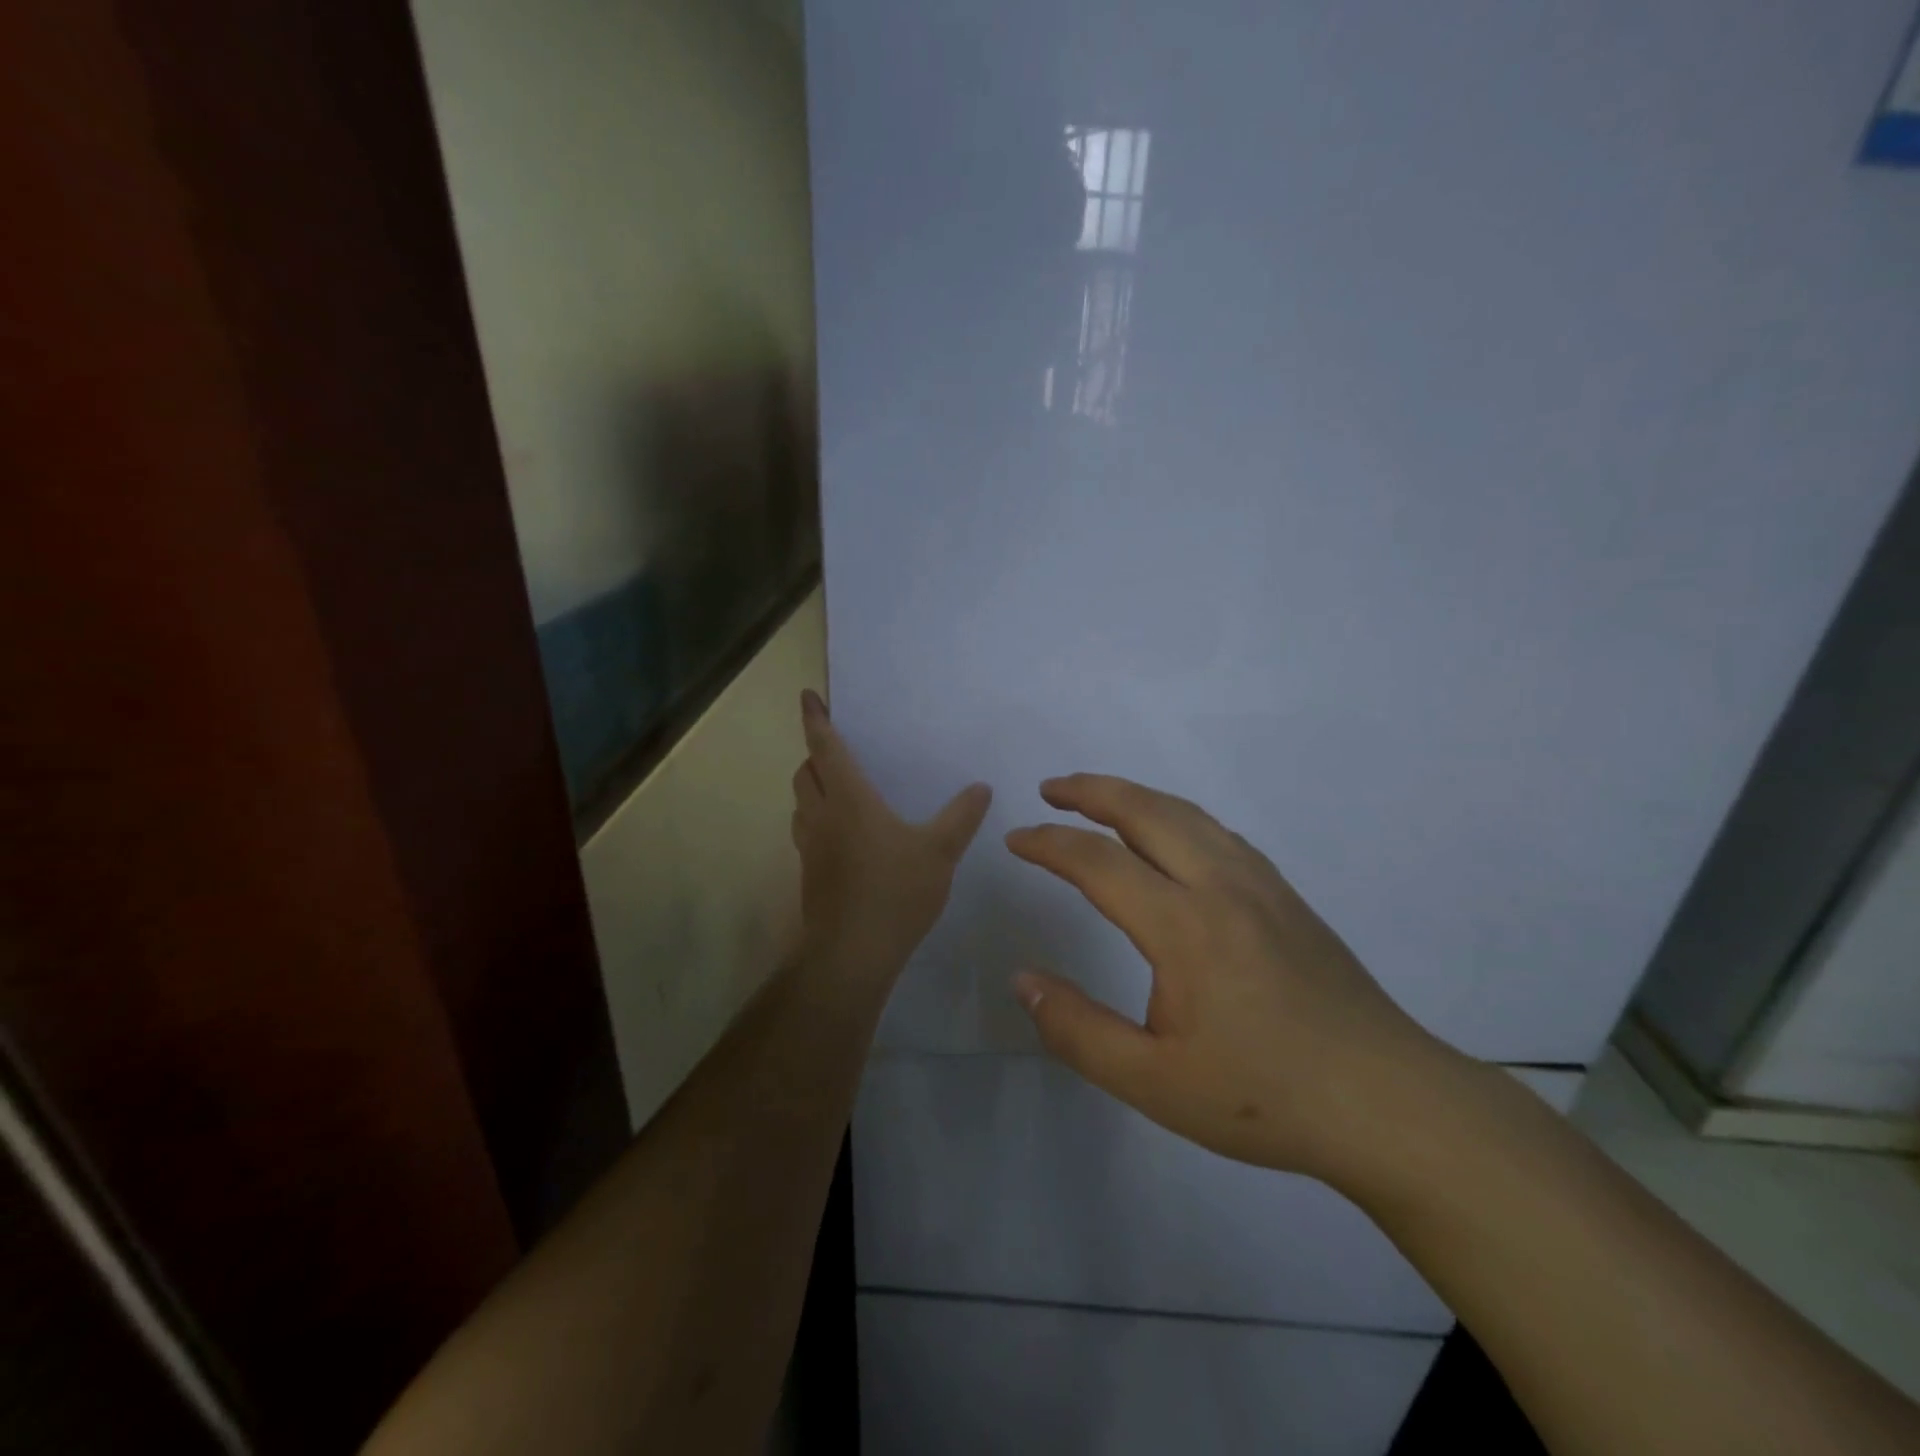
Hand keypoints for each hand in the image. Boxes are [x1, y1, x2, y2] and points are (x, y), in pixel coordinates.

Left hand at [791, 689, 992, 979]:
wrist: (852, 953)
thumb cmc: (896, 892)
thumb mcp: (940, 852)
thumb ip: (961, 817)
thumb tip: (981, 787)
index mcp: (849, 800)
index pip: (825, 748)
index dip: (816, 720)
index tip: (807, 697)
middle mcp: (822, 815)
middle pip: (805, 772)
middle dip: (814, 753)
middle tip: (834, 747)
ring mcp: (810, 846)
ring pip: (801, 802)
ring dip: (812, 785)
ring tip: (836, 786)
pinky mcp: (809, 873)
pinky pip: (806, 829)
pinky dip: (816, 816)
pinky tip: (842, 834)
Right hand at [1006, 774, 1465, 1186]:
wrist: (1388, 1103)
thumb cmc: (1264, 1097)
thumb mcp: (1153, 1083)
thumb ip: (1077, 1029)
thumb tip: (1023, 980)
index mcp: (1183, 925)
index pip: (1098, 862)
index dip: (1049, 844)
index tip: (1015, 840)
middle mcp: (1221, 885)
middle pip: (1146, 811)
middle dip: (1091, 791)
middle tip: (1050, 789)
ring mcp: (1261, 884)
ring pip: (1187, 814)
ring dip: (1135, 796)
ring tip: (1099, 799)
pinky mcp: (1287, 896)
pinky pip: (1218, 833)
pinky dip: (1176, 816)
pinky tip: (1170, 836)